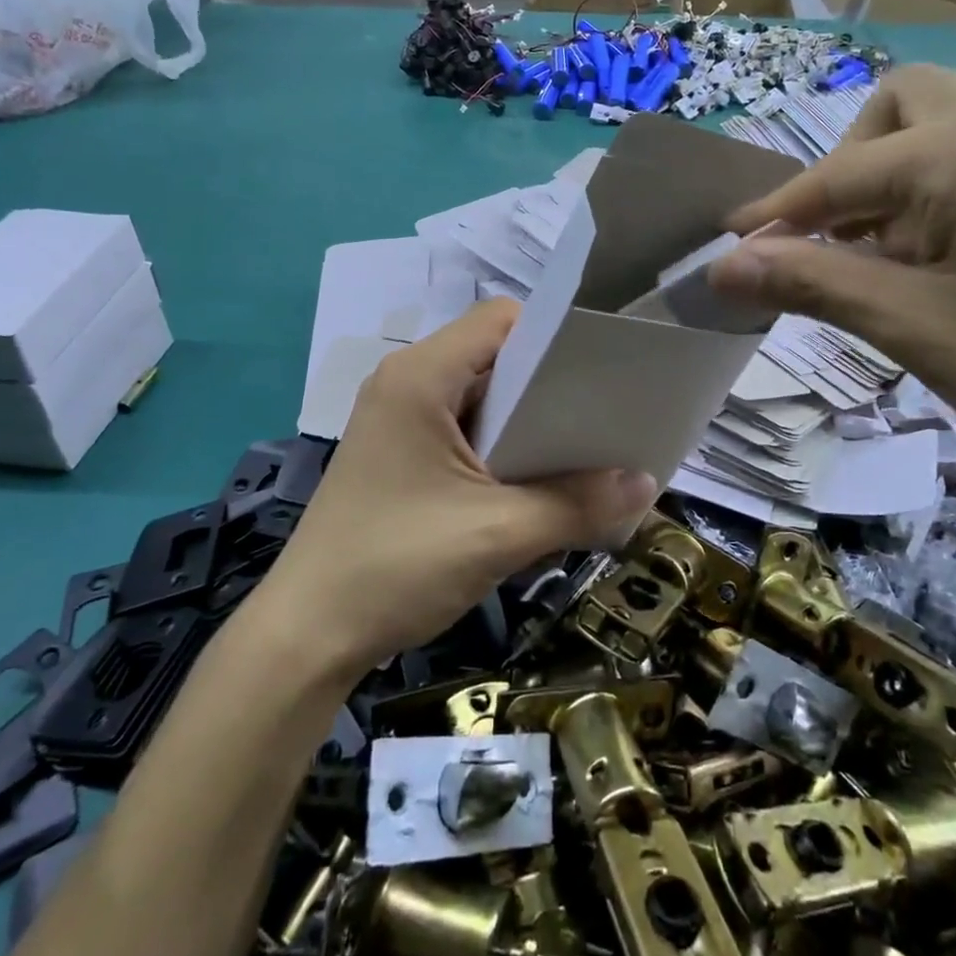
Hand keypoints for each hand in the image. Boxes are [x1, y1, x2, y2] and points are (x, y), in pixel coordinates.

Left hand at [261, 301, 656, 679]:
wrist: (307, 636)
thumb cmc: (396, 567)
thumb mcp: (497, 534)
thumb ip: (577, 504)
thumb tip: (648, 485)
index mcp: (421, 376)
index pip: (501, 319)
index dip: (555, 336)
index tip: (603, 371)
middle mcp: (406, 383)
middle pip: (494, 356)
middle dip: (551, 384)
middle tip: (605, 416)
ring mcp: (398, 421)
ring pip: (481, 397)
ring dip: (528, 422)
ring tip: (582, 451)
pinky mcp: (398, 456)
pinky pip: (463, 431)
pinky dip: (502, 448)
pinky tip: (535, 483)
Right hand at [707, 66, 955, 519]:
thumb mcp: (918, 330)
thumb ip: (813, 282)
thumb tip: (723, 267)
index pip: (842, 171)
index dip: (777, 214)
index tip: (729, 248)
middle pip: (900, 109)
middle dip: (848, 169)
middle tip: (834, 243)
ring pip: (950, 126)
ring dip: (896, 181)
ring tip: (890, 261)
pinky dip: (947, 190)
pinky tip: (951, 258)